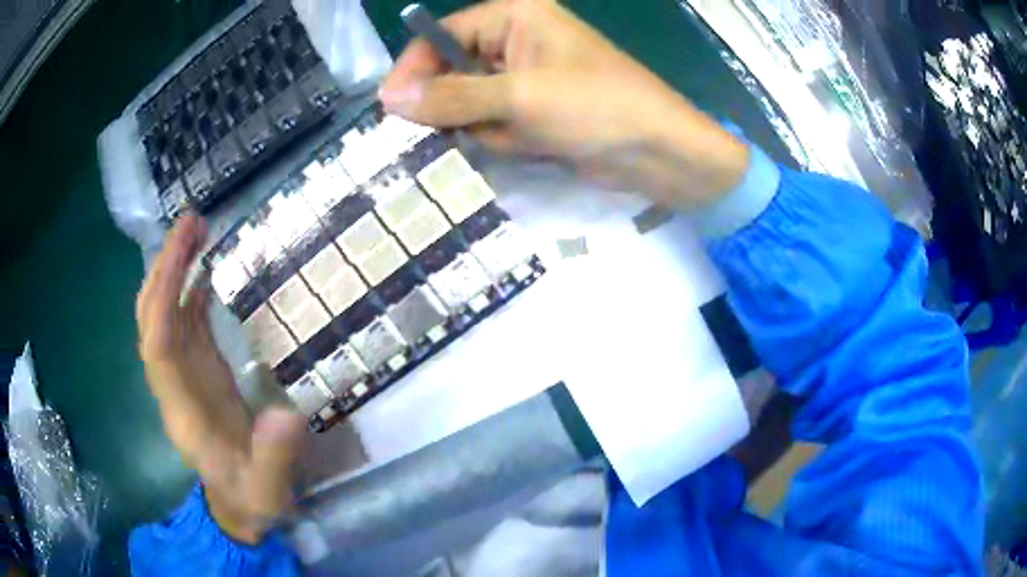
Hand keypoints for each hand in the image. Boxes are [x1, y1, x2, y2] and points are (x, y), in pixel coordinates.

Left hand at [136, 215, 305, 543]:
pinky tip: (203, 271)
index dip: (165, 299)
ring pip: (163, 316)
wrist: (238, 508)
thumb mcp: (268, 492)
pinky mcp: (197, 374)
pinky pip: (184, 325)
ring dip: (173, 272)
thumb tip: (286, 416)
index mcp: (183, 411)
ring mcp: (183, 377)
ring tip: (195, 231)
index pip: (158, 346)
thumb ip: (274, 461)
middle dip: (164, 270)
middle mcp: (173, 385)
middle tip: (190, 223)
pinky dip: (188, 293)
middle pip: (151, 320)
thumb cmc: (251, 500)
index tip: (187, 255)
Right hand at [380, 0, 749, 205]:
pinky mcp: (533, 111)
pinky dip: (499, 139)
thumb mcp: (519, 97)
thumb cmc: (595, 106)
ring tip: (507, 137)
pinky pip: (493, 123)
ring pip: (469, 102)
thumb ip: (451, 97)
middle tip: (433, 134)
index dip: (413, 68)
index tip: (389, 108)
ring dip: (479, 126)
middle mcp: (515, 40)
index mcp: (514, 16)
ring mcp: (524, 78)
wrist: (658, 151)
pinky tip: (525, 146)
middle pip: (452, 69)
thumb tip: (389, 99)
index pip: (442, 34)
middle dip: (448, 103)